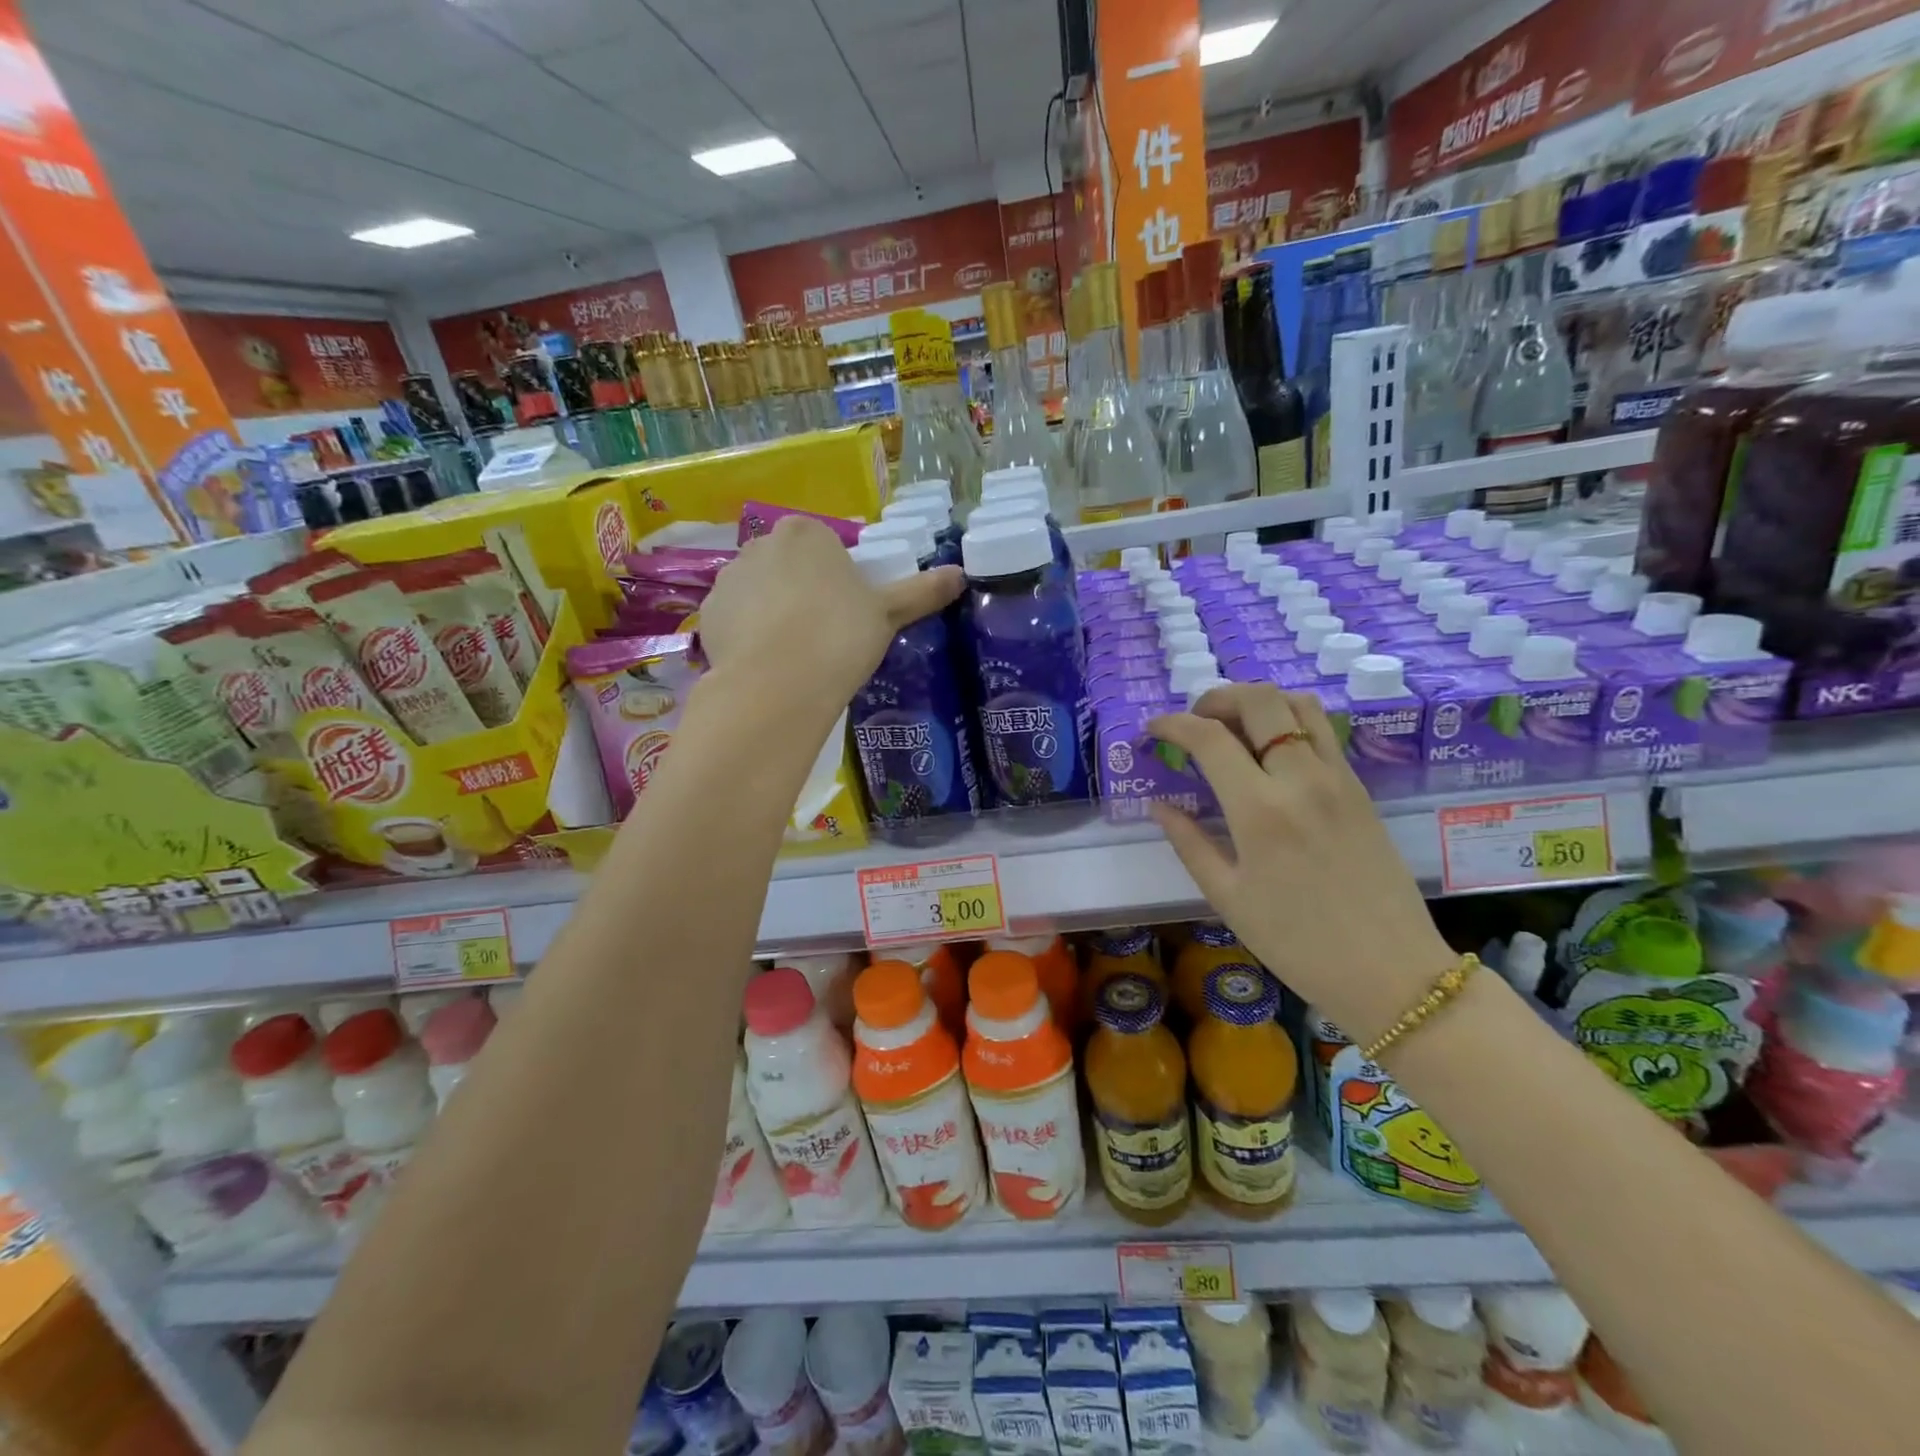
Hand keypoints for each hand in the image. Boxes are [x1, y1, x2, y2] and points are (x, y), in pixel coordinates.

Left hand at [697, 516, 963, 717]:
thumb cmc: (840, 635)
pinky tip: (767, 662)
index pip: (825, 546)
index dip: (838, 577)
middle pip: (789, 564)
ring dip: (773, 610)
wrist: (780, 683)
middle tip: (825, 633)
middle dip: (803, 590)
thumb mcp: (888, 613)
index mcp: (808, 532)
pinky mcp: (708, 613)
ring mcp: (729, 577)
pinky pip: (735, 617)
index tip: (848, 611)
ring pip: (759, 590)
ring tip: (794, 653)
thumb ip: (921, 590)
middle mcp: (761, 543)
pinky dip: (748, 633)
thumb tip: (961, 574)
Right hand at [1148, 684, 1454, 1044]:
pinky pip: (1322, 732)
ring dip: (1258, 702)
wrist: (1390, 972)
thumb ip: (1189, 842)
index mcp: (1260, 810)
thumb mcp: (1228, 897)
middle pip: (1259, 700)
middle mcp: (1301, 779)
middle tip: (1194, 721)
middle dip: (1217, 698)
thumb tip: (1161, 805)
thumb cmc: (1297, 944)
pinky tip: (1271, 752)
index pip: (1209, 737)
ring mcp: (1338, 779)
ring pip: (1298, 705)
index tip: (1152, 729)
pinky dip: (1288, 722)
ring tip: (1233, 726)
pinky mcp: (1361, 789)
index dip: (1172, 723)